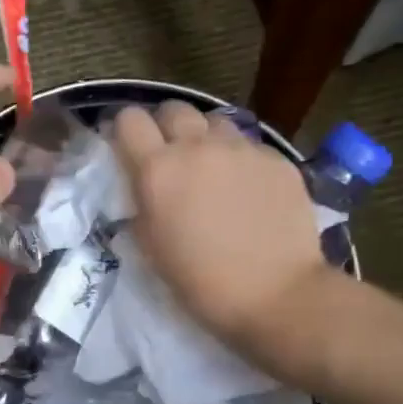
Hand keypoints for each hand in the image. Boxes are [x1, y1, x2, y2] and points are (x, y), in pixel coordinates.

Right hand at [113, 102, 328, 346]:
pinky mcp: (276, 159)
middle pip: (173, 108)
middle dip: (166, 127)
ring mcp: (242, 149)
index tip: (129, 149)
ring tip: (212, 169)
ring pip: (214, 122)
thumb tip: (143, 188)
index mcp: (158, 170)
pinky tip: (248, 191)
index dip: (125, 130)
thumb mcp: (151, 248)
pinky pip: (249, 146)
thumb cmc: (201, 283)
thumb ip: (142, 205)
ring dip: (205, 138)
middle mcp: (198, 147)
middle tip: (170, 157)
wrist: (276, 295)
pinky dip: (240, 160)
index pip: (129, 119)